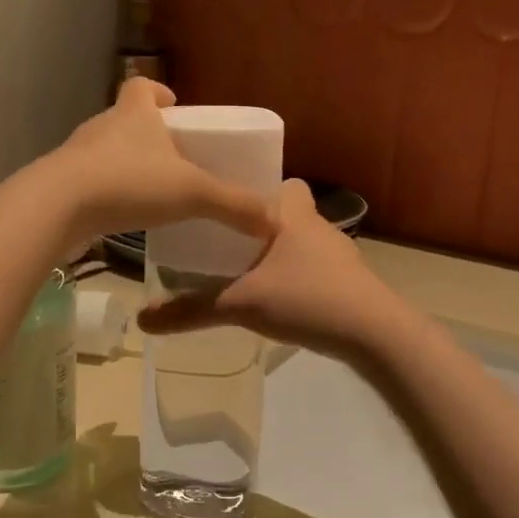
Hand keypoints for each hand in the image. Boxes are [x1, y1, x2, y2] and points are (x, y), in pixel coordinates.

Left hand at [42, 80, 275, 248]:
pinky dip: (106, 190)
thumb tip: (274, 221)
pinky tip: (121, 213)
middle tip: (170, 156)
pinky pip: (89, 179)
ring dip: (125, 163)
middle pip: (125, 118)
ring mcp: (77, 154)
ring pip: (106, 150)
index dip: (158, 92)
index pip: (142, 86)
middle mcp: (103, 126)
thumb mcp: (191, 192)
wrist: (58, 206)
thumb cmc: (129, 182)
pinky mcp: (61, 182)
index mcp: (134, 114)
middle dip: (146, 132)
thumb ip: (233, 205)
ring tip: (148, 188)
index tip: (173, 105)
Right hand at [138, 180, 403, 359]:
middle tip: (228, 242)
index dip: (262, 189)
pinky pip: (316, 270)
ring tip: (248, 274)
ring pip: (304, 244)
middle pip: (290, 214)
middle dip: (263, 225)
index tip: (232, 204)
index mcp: (294, 216)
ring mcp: (340, 257)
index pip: (285, 183)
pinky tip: (280, 301)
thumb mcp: (241, 304)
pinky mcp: (351, 284)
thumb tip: (143, 320)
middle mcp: (319, 228)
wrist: (375, 334)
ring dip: (281, 254)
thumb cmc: (307, 298)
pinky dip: (298, 279)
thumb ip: (192, 310)